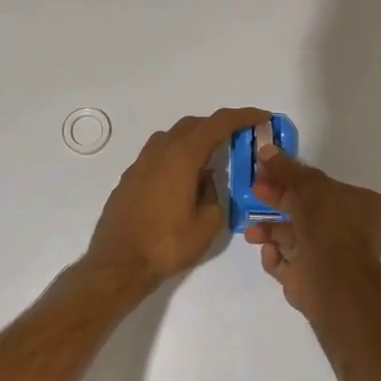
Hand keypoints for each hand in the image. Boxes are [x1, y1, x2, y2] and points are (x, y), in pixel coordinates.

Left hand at [86, 107, 270, 291]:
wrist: (118, 264)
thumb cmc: (167, 244)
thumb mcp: (207, 223)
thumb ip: (214, 193)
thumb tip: (207, 179)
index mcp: (182, 156)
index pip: (218, 124)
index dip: (243, 116)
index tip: (262, 117)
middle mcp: (160, 151)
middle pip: (193, 124)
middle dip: (219, 126)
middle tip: (239, 138)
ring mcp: (140, 163)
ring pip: (173, 137)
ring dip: (195, 139)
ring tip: (211, 158)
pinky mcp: (130, 178)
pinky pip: (159, 154)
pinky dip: (177, 155)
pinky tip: (184, 179)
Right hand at [244, 146, 380, 318]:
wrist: (332, 279)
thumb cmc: (329, 223)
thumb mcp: (309, 184)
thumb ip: (287, 168)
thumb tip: (265, 149)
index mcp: (361, 206)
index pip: (326, 186)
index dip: (296, 177)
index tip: (270, 171)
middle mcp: (349, 231)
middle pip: (305, 209)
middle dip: (278, 200)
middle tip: (255, 190)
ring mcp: (330, 257)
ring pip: (293, 237)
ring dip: (270, 230)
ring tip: (252, 232)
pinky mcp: (311, 279)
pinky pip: (287, 263)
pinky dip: (275, 257)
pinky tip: (269, 252)